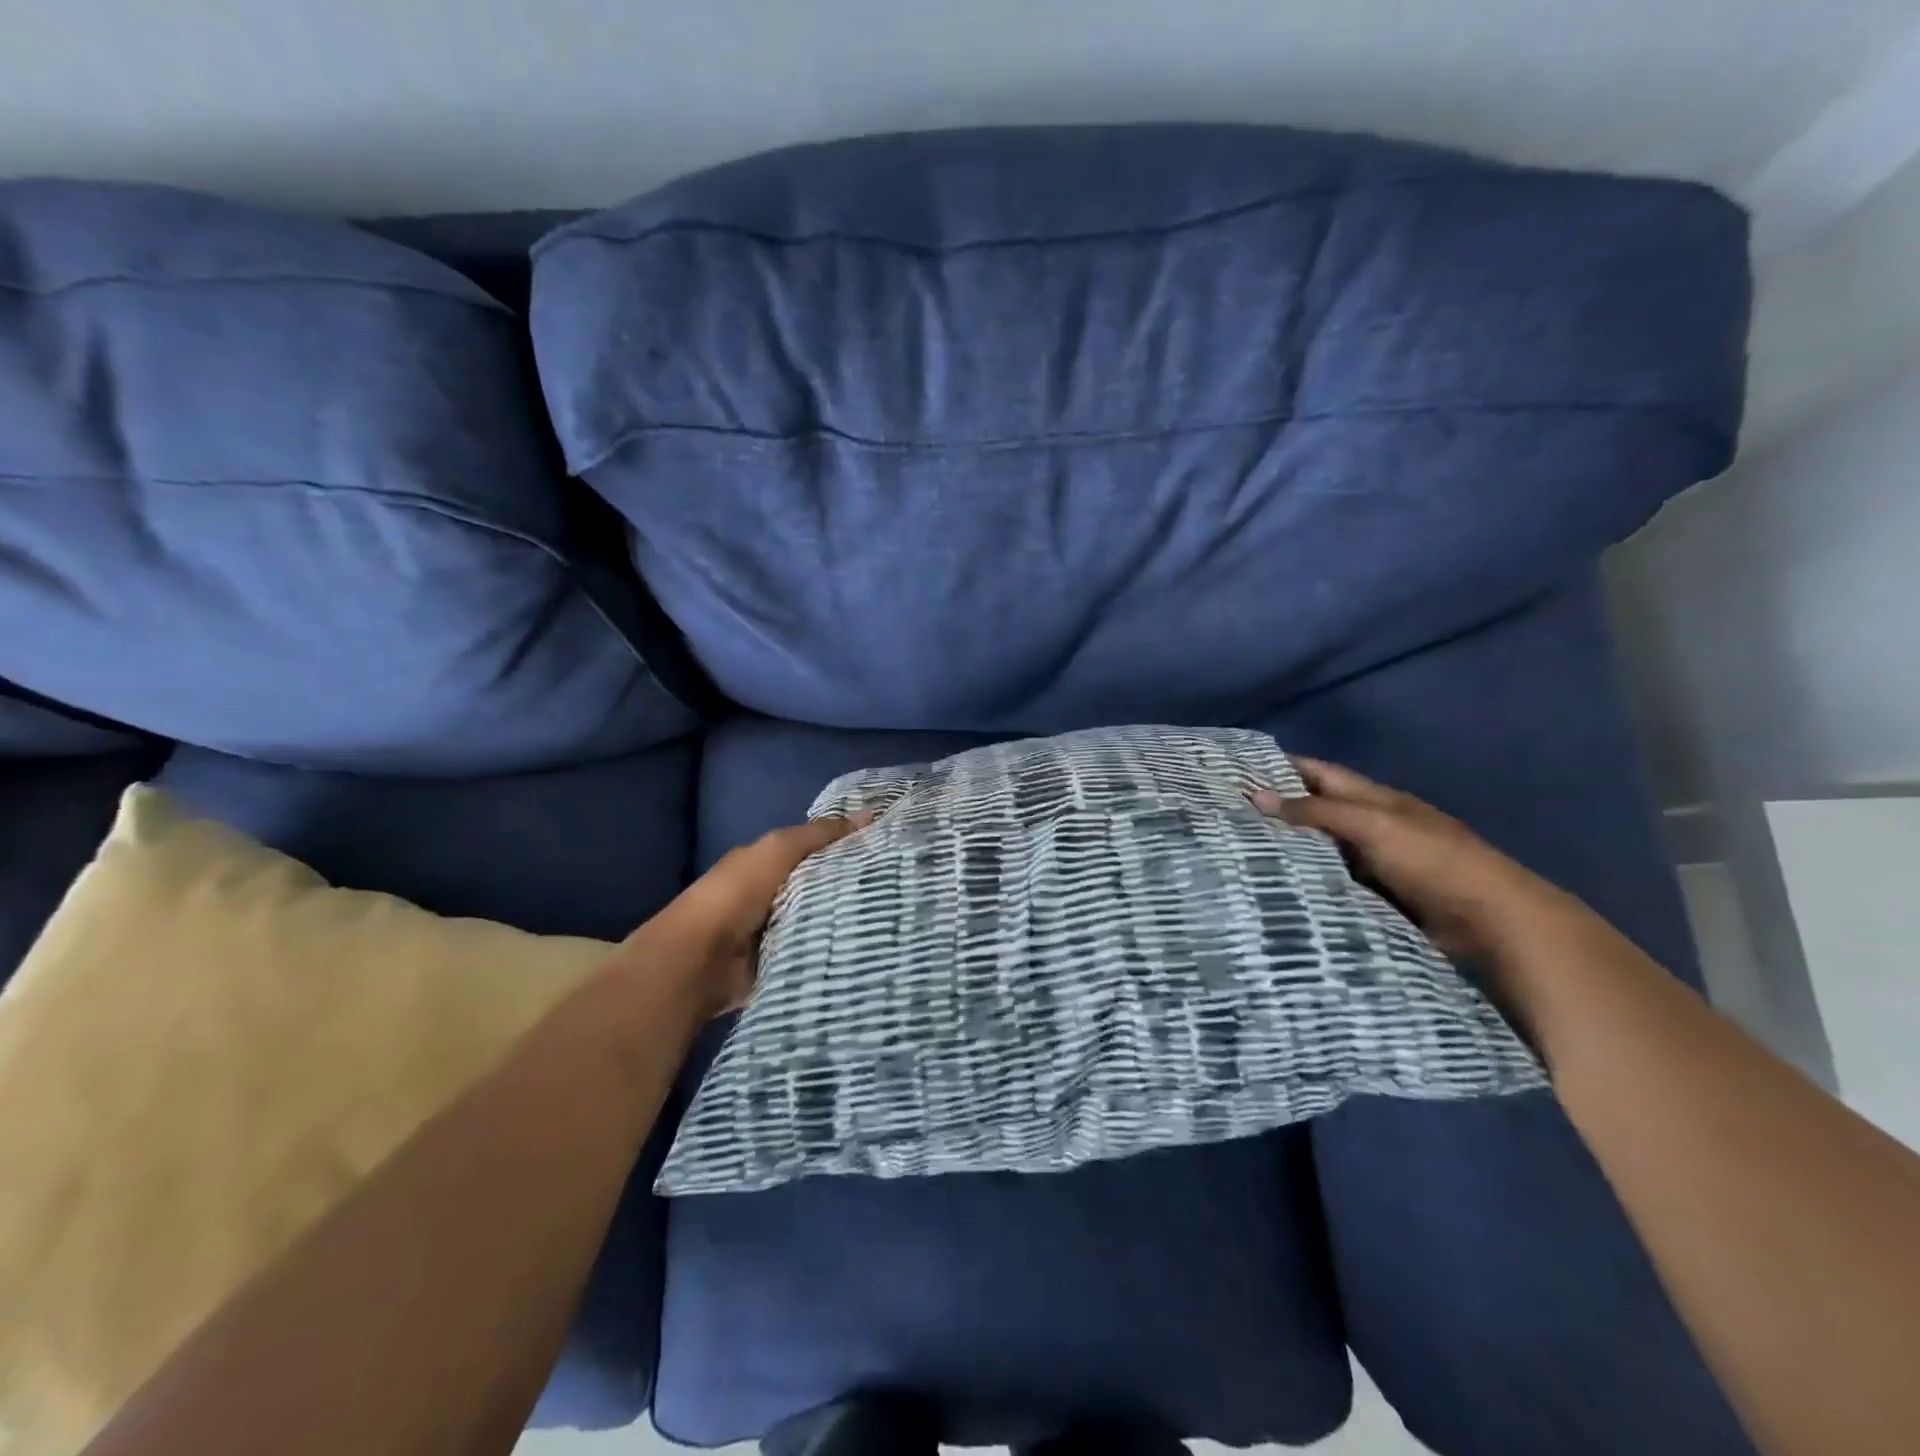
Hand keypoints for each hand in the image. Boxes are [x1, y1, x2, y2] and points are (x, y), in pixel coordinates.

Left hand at [641, 813, 875, 1017]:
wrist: (701, 959)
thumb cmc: (738, 893)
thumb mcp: (779, 849)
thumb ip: (820, 833)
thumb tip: (870, 814)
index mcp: (767, 861)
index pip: (816, 848)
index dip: (847, 844)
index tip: (889, 847)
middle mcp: (772, 893)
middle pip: (821, 883)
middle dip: (852, 883)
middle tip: (898, 884)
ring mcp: (776, 929)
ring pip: (821, 917)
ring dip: (845, 918)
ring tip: (892, 916)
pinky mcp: (781, 961)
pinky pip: (815, 949)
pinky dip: (833, 948)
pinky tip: (867, 945)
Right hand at [1250, 756, 1578, 965]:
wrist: (1491, 920)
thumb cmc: (1432, 860)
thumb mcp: (1373, 826)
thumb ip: (1317, 811)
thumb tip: (1257, 795)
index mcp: (1373, 798)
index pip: (1318, 773)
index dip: (1281, 767)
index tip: (1235, 769)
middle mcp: (1369, 825)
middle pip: (1315, 811)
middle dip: (1275, 811)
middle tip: (1223, 816)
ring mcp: (1371, 863)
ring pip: (1319, 850)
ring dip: (1286, 850)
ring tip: (1235, 852)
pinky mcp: (1373, 897)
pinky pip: (1330, 882)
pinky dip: (1305, 882)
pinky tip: (1272, 888)